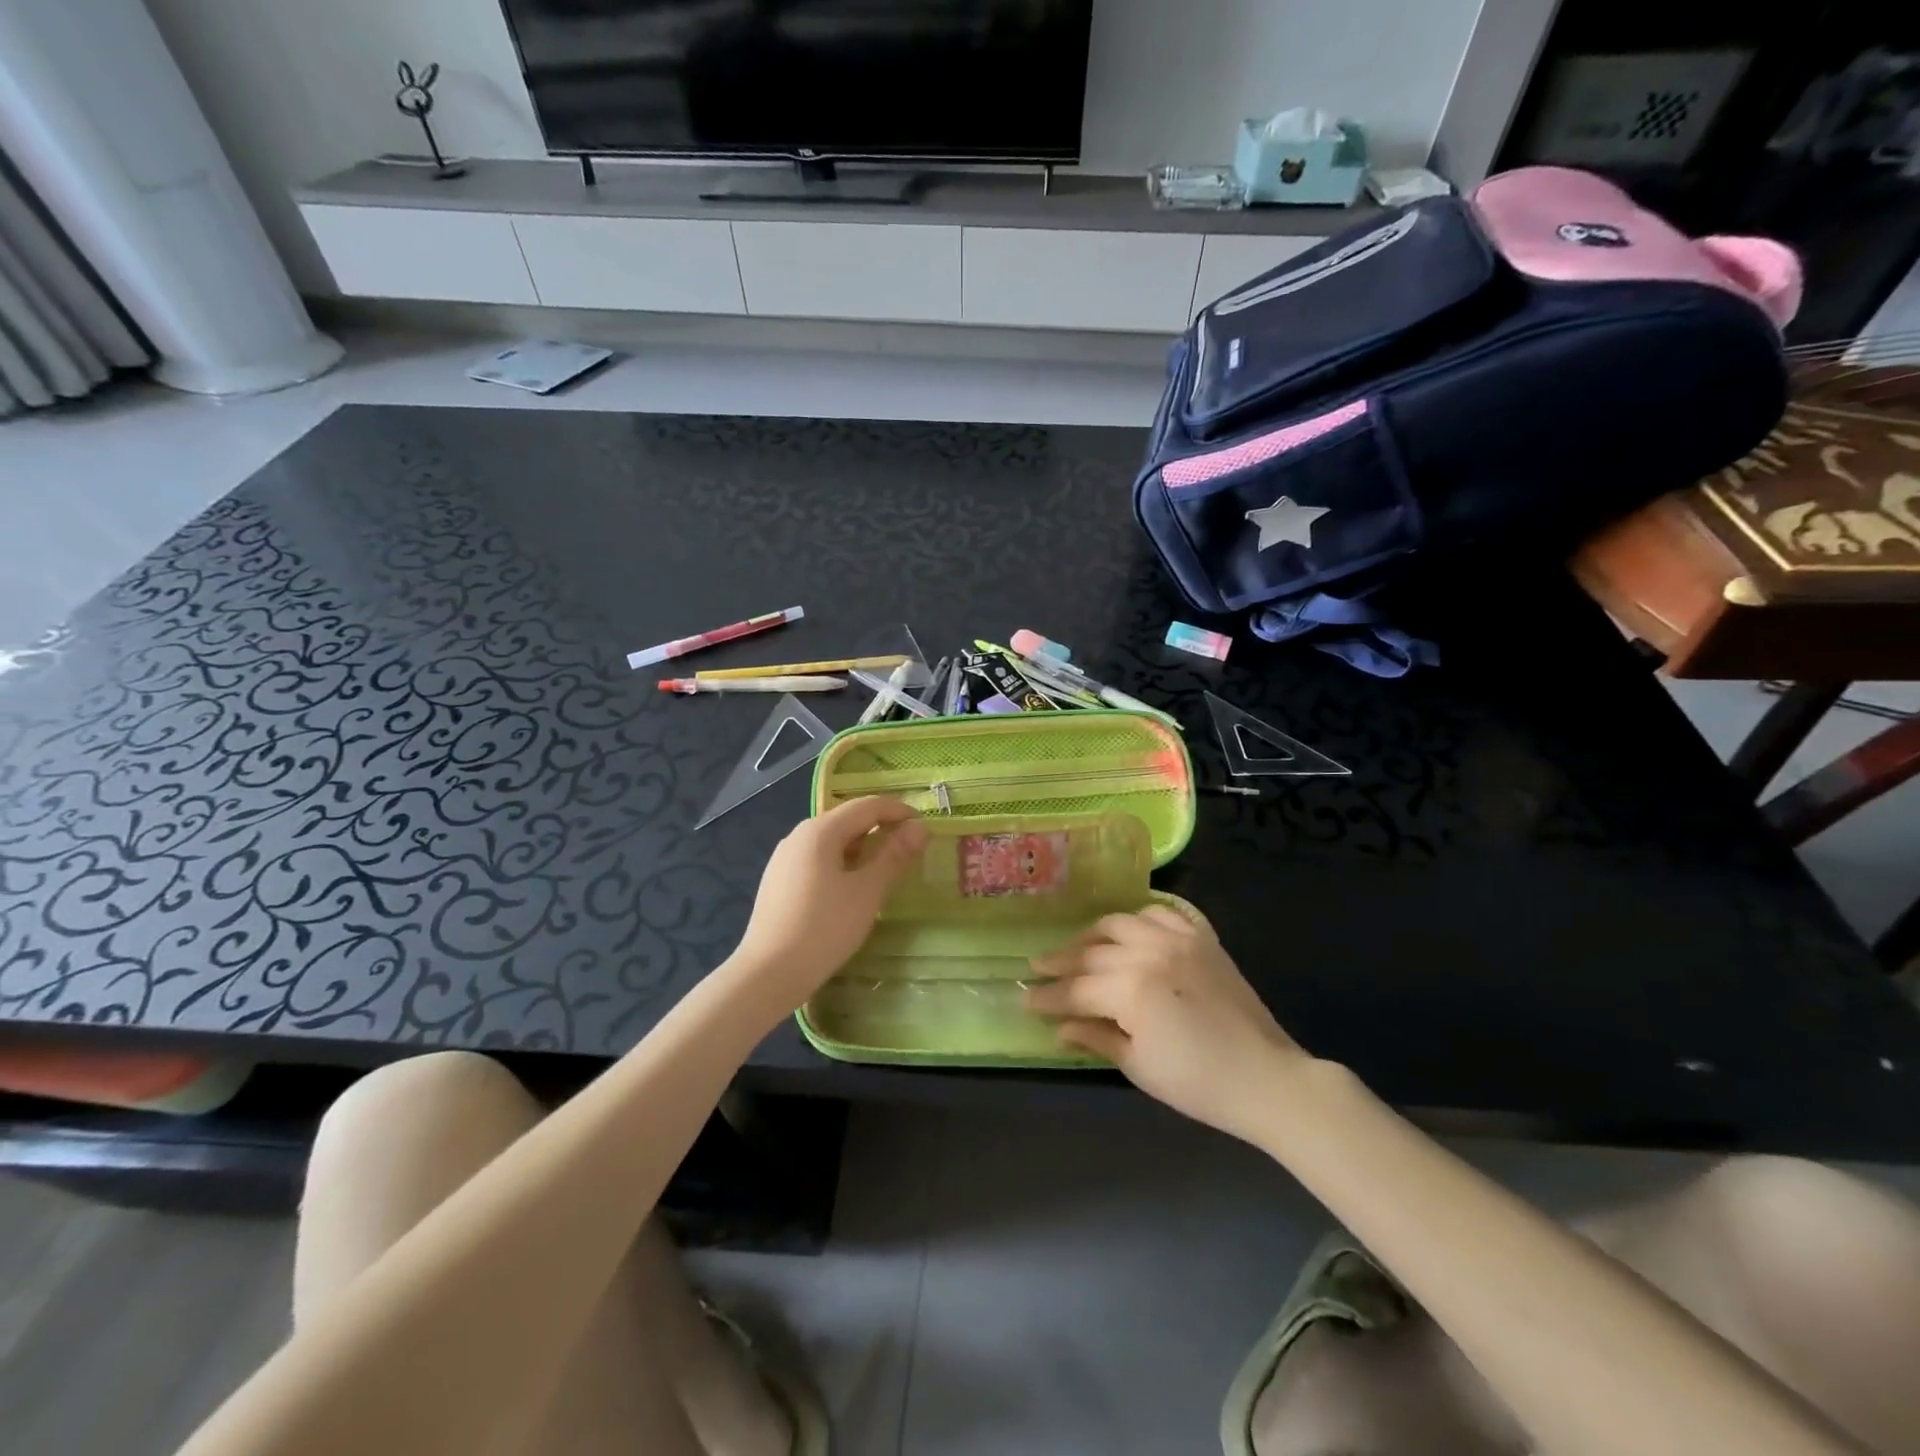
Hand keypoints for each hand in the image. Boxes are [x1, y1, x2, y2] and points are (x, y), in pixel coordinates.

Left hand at [730, 797, 926, 1013]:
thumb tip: (919, 827)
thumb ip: (894, 856)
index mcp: (820, 830)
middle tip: (910, 849)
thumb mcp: (867, 891)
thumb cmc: (824, 928)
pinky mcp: (778, 881)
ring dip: (862, 847)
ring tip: (885, 869)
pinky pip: (817, 859)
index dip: (898, 811)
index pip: (867, 806)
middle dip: (881, 828)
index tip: (924, 827)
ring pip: (832, 841)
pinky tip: (851, 888)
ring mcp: (784, 858)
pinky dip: (842, 863)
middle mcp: (799, 835)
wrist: (767, 974)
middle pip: (847, 820)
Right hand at [1024, 907, 1307, 1144]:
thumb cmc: (1198, 1083)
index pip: (1076, 989)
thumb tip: (1058, 1026)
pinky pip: (1159, 913)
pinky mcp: (1200, 937)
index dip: (1047, 997)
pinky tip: (1128, 934)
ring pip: (1119, 923)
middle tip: (1038, 970)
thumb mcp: (1138, 1066)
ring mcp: (1177, 939)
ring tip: (1078, 948)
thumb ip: (1095, 1037)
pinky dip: (1137, 919)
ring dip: (1093, 935)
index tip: (1024, 999)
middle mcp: (1148, 952)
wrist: (1266, 1077)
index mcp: (1131, 989)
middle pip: (1092, 953)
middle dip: (1061, 963)